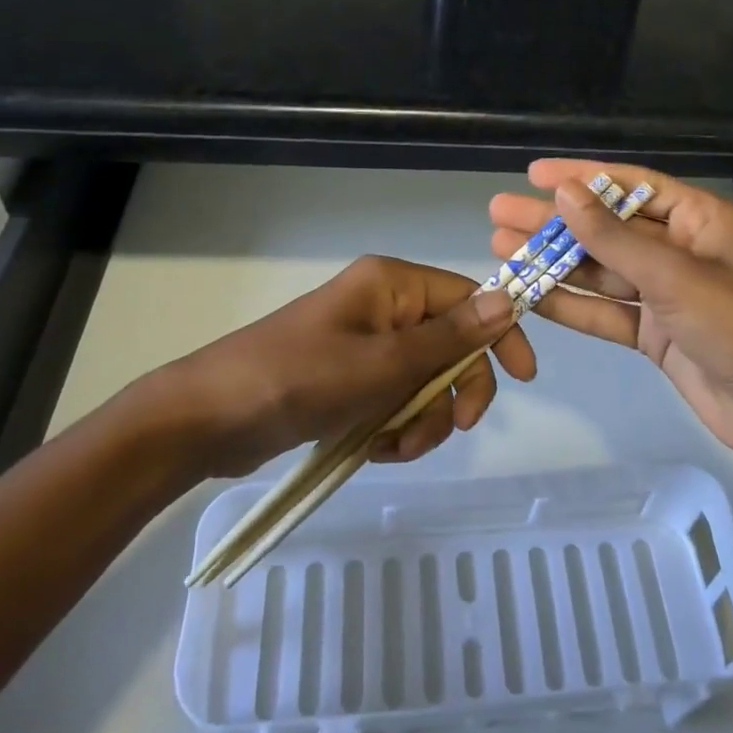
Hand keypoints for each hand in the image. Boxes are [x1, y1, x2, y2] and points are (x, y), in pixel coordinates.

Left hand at [120, 255, 535, 477]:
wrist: (209, 419)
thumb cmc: (298, 378)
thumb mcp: (382, 363)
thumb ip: (448, 338)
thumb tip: (509, 302)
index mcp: (393, 284)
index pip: (469, 297)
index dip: (500, 334)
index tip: (524, 378)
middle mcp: (385, 308)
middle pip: (452, 345)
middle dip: (454, 392)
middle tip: (452, 429)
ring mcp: (367, 346)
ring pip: (427, 382)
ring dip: (424, 420)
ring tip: (395, 446)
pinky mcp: (352, 380)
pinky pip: (397, 401)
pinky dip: (396, 428)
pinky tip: (375, 448)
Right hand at [489, 159, 732, 468]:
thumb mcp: (677, 277)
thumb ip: (616, 239)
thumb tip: (565, 193)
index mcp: (700, 221)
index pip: (632, 185)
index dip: (582, 176)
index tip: (534, 173)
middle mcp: (682, 251)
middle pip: (608, 229)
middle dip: (555, 222)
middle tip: (500, 213)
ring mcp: (667, 296)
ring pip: (601, 272)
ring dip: (555, 263)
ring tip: (502, 250)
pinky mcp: (657, 336)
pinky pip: (606, 313)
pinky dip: (571, 306)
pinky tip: (531, 295)